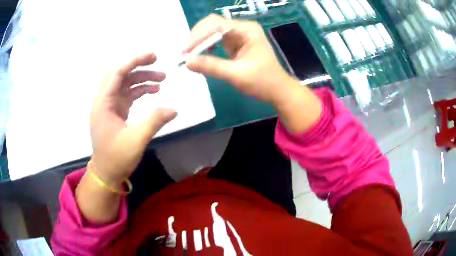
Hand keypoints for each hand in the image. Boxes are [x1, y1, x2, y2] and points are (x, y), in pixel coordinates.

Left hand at [90, 53, 176, 185]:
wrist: (106, 173)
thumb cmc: (116, 158)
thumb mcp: (136, 141)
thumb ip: (154, 122)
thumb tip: (174, 109)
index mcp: (103, 103)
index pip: (117, 73)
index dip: (134, 61)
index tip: (153, 56)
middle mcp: (104, 101)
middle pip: (120, 75)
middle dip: (139, 67)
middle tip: (158, 63)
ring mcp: (110, 107)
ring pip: (125, 84)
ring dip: (142, 79)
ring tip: (162, 80)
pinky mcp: (115, 113)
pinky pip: (127, 95)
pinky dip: (140, 91)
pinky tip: (153, 91)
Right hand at [184, 14, 294, 106]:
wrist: (278, 90)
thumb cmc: (263, 82)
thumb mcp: (236, 75)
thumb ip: (211, 66)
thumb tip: (187, 62)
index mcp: (247, 30)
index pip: (216, 24)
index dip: (198, 36)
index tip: (185, 53)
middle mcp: (242, 28)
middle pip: (213, 23)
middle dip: (197, 37)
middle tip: (185, 54)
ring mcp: (239, 34)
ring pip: (212, 30)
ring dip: (200, 41)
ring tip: (190, 56)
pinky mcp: (235, 43)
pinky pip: (216, 39)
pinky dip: (206, 46)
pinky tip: (201, 55)